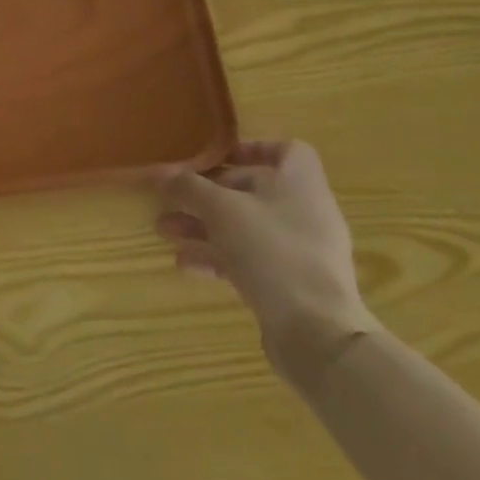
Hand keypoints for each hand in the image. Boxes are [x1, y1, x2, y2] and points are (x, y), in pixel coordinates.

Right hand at [157, 139, 378, 377]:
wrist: (316, 332)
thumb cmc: (271, 251)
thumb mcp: (220, 209)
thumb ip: (189, 187)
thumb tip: (164, 174)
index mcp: (300, 183)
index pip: (286, 150)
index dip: (251, 147)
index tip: (215, 157)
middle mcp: (304, 212)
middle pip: (253, 190)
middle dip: (207, 194)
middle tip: (170, 199)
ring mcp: (300, 251)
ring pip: (244, 227)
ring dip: (203, 226)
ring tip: (164, 231)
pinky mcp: (290, 284)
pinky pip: (248, 259)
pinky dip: (217, 257)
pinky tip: (184, 264)